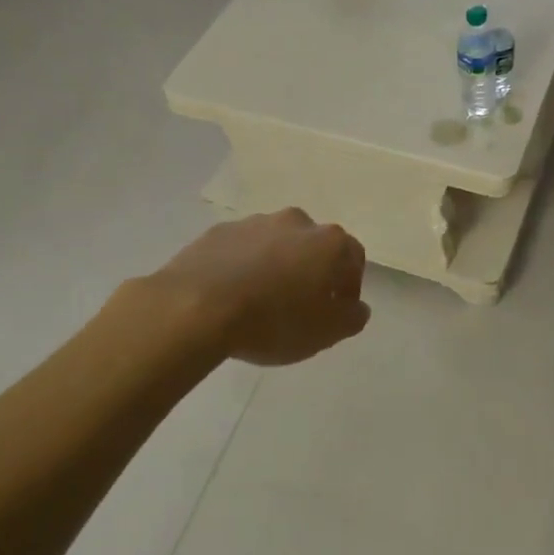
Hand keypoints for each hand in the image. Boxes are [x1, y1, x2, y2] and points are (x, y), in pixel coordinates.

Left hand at [152, 209, 370, 365]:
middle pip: (313, 246)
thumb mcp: (326, 332)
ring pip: (276, 244)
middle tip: (301, 305)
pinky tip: (232, 294)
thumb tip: (356, 307)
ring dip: (277, 266)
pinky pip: (241, 250)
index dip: (349, 286)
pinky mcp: (218, 232)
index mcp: (328, 242)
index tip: (337, 311)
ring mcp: (253, 223)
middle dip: (312, 271)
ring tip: (261, 301)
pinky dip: (244, 266)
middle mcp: (296, 222)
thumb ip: (351, 317)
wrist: (196, 307)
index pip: (353, 258)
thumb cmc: (273, 321)